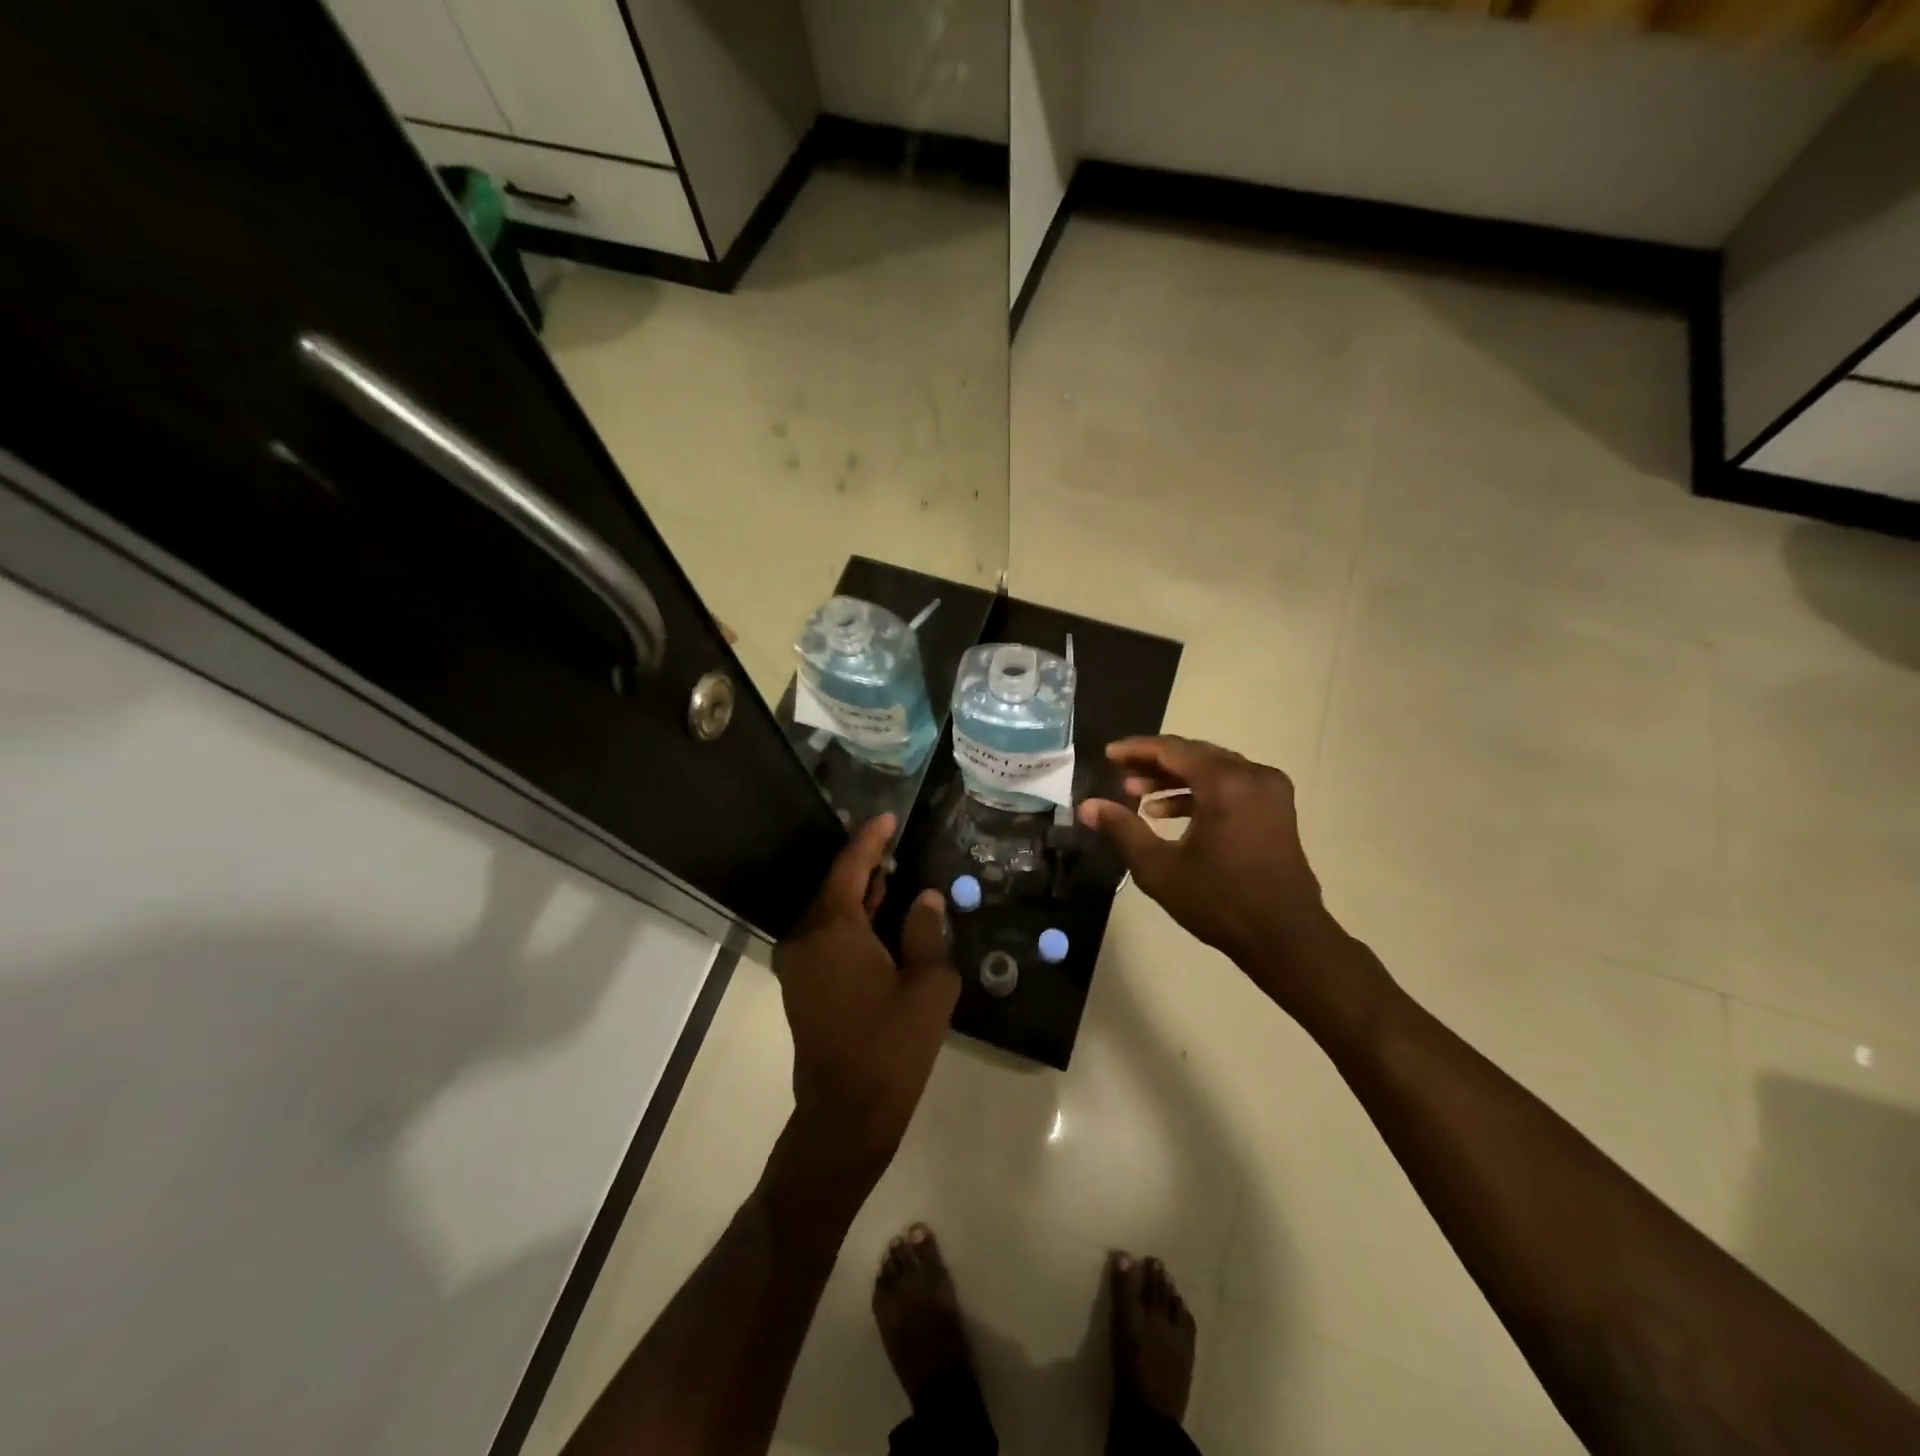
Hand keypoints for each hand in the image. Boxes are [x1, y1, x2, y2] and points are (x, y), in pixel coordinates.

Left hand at [772, 816, 958, 1183]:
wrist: (847, 1114)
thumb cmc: (892, 1045)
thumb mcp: (928, 985)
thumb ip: (926, 931)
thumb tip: (925, 897)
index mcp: (833, 929)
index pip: (850, 867)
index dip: (870, 839)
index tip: (888, 816)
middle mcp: (806, 937)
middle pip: (835, 886)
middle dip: (865, 864)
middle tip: (897, 843)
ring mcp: (799, 963)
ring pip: (830, 912)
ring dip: (860, 894)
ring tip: (894, 873)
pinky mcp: (802, 984)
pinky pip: (827, 936)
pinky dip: (852, 920)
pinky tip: (881, 919)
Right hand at [1078, 737, 1348, 1013]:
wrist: (1285, 938)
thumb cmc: (1220, 902)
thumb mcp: (1160, 868)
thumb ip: (1122, 830)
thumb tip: (1087, 806)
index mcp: (1226, 783)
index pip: (1172, 750)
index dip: (1136, 750)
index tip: (1108, 755)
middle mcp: (1252, 775)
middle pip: (1194, 754)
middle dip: (1154, 764)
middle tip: (1119, 776)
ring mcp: (1270, 790)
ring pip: (1212, 769)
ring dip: (1175, 779)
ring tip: (1139, 796)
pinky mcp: (1276, 808)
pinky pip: (1231, 785)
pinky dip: (1200, 792)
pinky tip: (1169, 813)